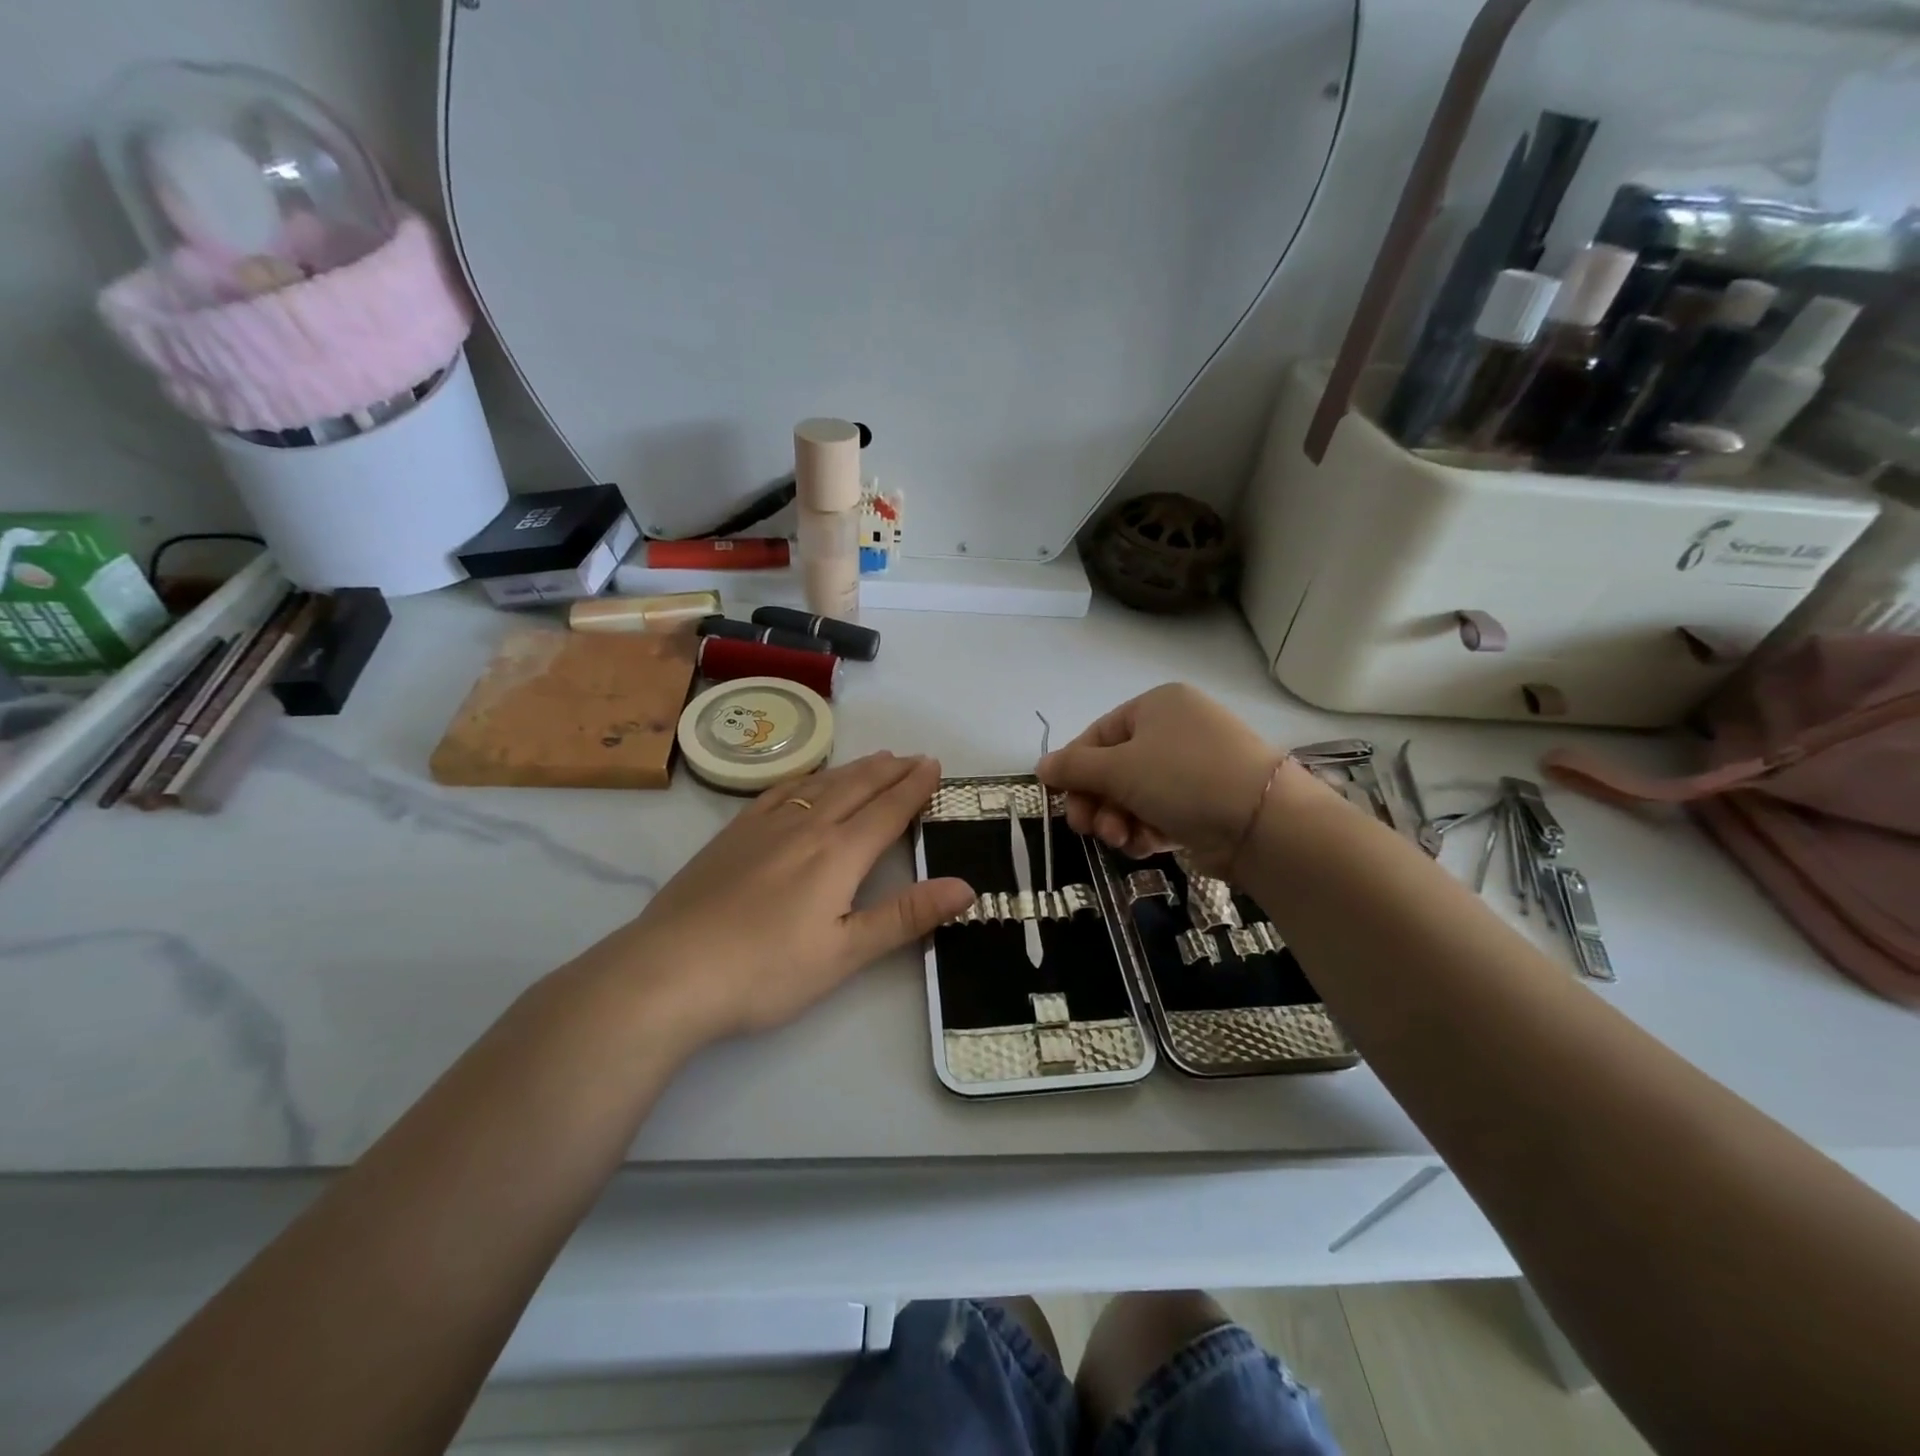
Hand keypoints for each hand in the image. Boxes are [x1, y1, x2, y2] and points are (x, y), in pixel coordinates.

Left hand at [577, 752, 973, 1047]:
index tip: (934, 765)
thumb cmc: (766, 971)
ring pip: (819, 784)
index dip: (914, 787)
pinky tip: (807, 778)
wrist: (669, 971)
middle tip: (913, 756)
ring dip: (853, 769)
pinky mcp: (731, 836)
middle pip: (857, 788)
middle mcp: (805, 827)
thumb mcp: (845, 953)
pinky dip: (805, 777)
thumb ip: (906, 916)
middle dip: (890, 770)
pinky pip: (778, 790)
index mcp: (838, 854)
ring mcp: (764, 827)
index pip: (887, 810)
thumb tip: (967, 886)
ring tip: (874, 758)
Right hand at [1038, 684, 1313, 875]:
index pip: (1098, 736)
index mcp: (1156, 706)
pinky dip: (1147, 829)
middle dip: (1098, 802)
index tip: (1062, 801)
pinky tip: (1146, 845)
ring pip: (1136, 795)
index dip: (1075, 769)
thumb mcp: (1119, 768)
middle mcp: (1176, 730)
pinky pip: (1161, 812)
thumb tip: (1042, 766)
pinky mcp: (1207, 802)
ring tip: (1121, 840)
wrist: (1263, 821)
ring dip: (1119, 820)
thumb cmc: (1182, 778)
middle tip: (1088, 829)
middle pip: (1115, 768)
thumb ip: (1074, 767)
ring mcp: (1194, 767)